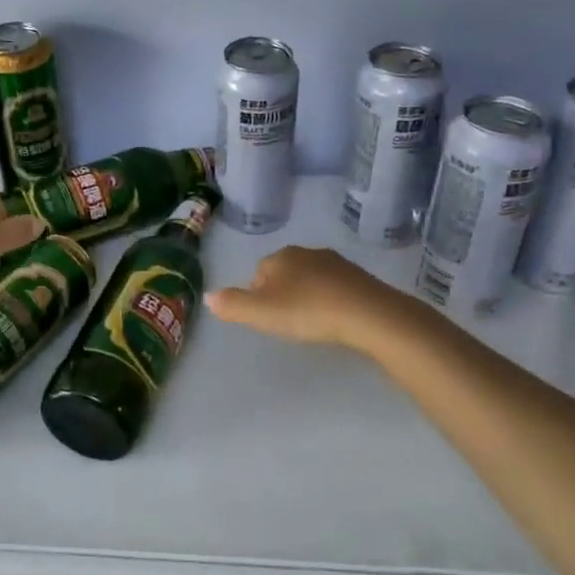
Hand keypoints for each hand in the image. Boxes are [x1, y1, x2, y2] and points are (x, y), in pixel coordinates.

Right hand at [206, 246, 406, 350]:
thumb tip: (207, 297)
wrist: (367, 314)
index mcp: (280, 257)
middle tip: (287, 322)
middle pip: (285, 273)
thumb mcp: (261, 313)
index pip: (259, 272)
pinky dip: (330, 300)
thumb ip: (232, 305)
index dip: (258, 295)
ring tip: (311, 322)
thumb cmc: (307, 311)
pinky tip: (334, 319)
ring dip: (307, 296)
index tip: (265, 318)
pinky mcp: (360, 277)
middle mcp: (307, 252)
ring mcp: (337, 263)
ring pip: (311, 278)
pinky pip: (335, 287)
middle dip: (283, 293)